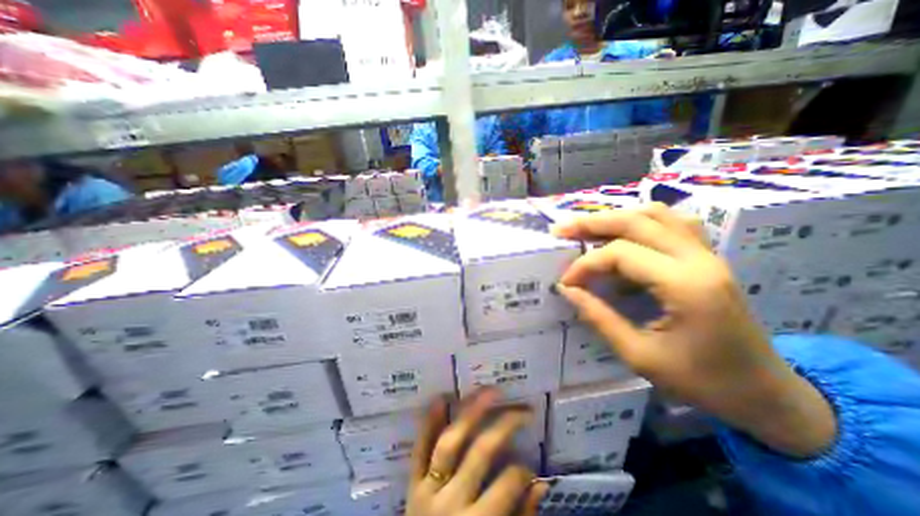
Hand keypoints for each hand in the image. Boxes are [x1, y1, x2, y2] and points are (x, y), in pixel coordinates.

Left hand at [408, 392, 544, 515]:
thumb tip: (541, 485)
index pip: (507, 485)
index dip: (523, 471)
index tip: (529, 467)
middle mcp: (451, 501)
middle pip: (481, 452)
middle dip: (504, 425)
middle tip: (521, 409)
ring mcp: (427, 488)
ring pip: (450, 440)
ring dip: (470, 412)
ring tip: (488, 392)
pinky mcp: (411, 483)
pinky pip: (419, 448)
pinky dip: (428, 422)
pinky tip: (440, 398)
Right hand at [550, 205, 838, 457]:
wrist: (767, 394)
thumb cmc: (702, 381)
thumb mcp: (640, 356)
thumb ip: (599, 317)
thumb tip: (567, 290)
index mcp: (686, 286)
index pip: (621, 254)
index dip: (585, 264)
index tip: (566, 282)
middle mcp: (699, 259)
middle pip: (637, 220)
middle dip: (593, 223)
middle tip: (562, 229)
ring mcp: (708, 254)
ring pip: (657, 214)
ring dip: (617, 217)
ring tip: (589, 228)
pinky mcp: (707, 258)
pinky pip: (672, 223)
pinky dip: (641, 222)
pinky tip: (624, 235)